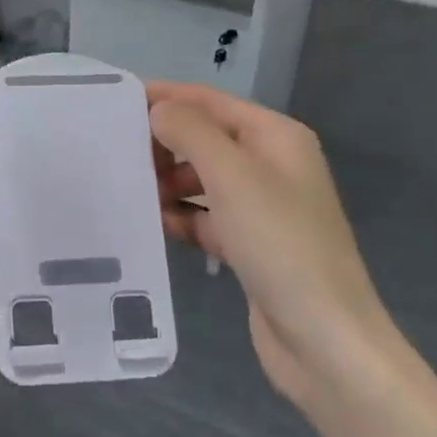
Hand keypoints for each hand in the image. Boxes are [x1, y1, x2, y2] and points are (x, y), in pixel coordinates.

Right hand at [146, 82, 399, 411]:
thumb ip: (191, 133)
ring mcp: (261, 208)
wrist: (323, 338)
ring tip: (126, 190)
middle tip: (113, 154)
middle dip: (163, 144)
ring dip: (167, 182)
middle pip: (205, 140)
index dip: (166, 98)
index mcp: (275, 137)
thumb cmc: (280, 243)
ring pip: (202, 181)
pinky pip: (205, 218)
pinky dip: (179, 217)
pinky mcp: (249, 245)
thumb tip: (159, 110)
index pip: (211, 102)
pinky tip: (148, 224)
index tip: (116, 102)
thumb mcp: (232, 176)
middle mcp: (271, 165)